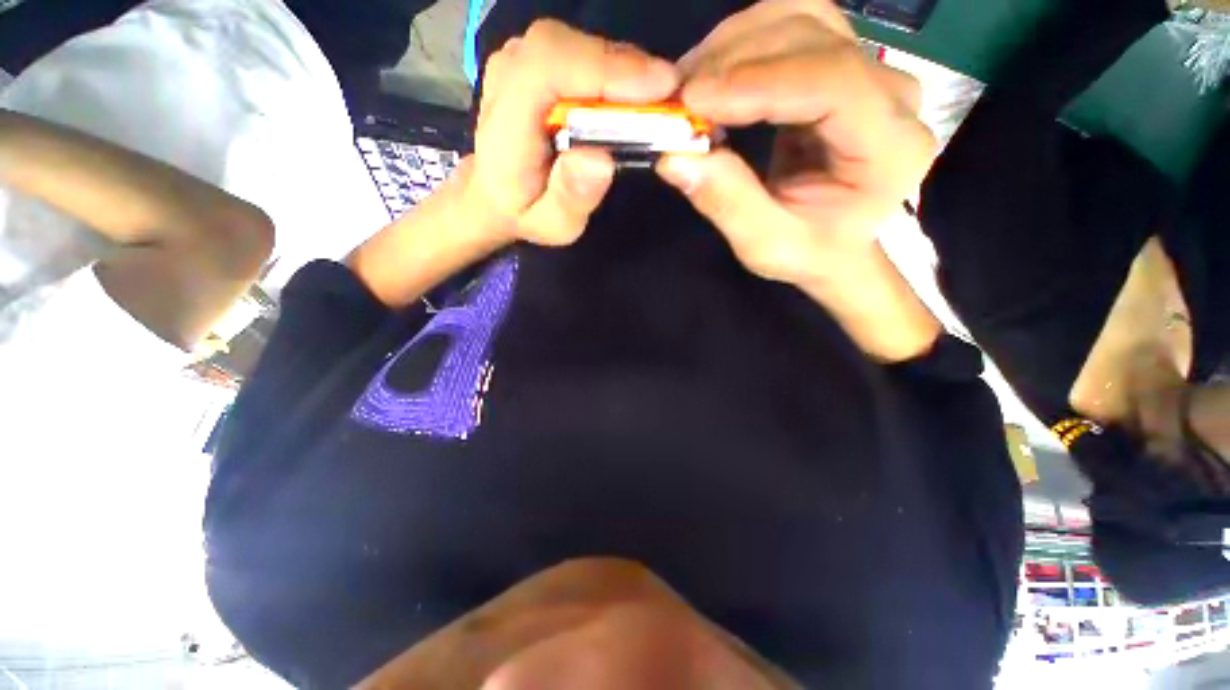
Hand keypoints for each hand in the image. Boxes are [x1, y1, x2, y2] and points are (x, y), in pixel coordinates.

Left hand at [466, 20, 679, 246]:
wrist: (496, 192)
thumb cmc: (526, 212)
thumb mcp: (552, 224)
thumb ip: (571, 197)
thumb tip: (601, 159)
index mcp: (506, 120)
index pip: (549, 67)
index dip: (606, 69)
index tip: (660, 88)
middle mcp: (509, 76)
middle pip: (570, 47)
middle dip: (627, 69)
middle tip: (672, 99)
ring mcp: (520, 61)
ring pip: (579, 44)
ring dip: (625, 69)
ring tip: (657, 103)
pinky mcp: (536, 59)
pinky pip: (580, 52)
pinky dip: (614, 70)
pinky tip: (632, 97)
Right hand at [656, 0, 934, 286]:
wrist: (836, 244)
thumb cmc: (809, 253)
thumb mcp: (765, 247)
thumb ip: (728, 204)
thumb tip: (673, 157)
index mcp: (891, 147)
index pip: (833, 83)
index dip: (759, 82)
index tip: (692, 100)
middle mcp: (892, 94)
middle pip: (814, 35)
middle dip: (735, 59)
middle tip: (678, 98)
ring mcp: (870, 70)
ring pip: (801, 16)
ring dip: (735, 44)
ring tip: (689, 88)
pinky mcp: (841, 64)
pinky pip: (791, 28)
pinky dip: (742, 45)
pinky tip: (713, 79)